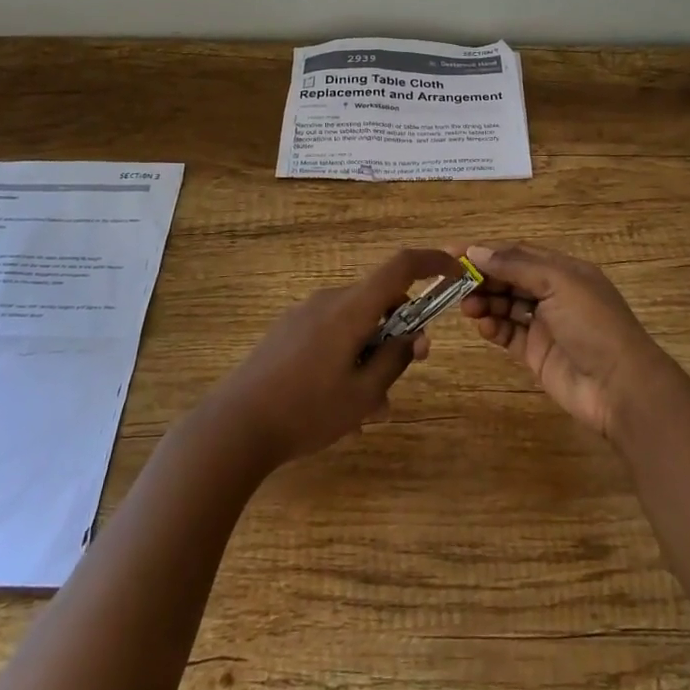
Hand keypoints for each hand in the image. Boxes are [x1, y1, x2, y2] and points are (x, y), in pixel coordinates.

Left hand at [206, 248, 458, 468]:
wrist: (233, 427)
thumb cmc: (306, 411)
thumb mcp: (363, 394)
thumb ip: (394, 360)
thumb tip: (412, 336)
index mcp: (351, 308)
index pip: (401, 266)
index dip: (433, 262)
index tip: (456, 271)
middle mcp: (328, 301)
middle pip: (379, 299)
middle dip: (401, 329)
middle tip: (410, 367)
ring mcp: (304, 315)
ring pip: (356, 322)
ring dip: (373, 352)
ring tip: (370, 408)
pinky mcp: (287, 332)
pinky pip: (332, 333)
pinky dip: (349, 356)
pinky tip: (341, 404)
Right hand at [459, 243, 679, 441]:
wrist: (620, 387)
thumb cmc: (593, 324)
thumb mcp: (558, 283)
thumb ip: (516, 266)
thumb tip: (476, 251)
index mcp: (564, 270)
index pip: (518, 253)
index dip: (487, 252)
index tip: (453, 252)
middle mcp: (553, 294)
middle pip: (509, 279)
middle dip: (482, 278)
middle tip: (452, 283)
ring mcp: (544, 325)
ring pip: (506, 305)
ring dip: (485, 302)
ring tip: (465, 306)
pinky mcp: (536, 353)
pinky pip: (508, 334)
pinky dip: (493, 327)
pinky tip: (482, 325)